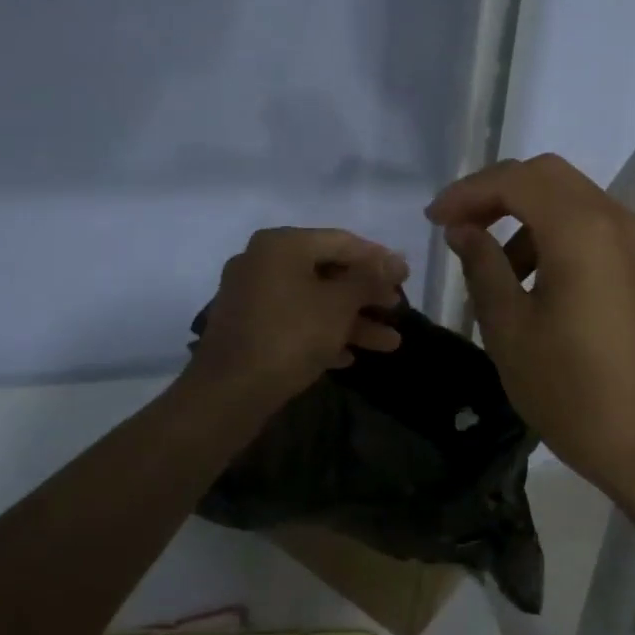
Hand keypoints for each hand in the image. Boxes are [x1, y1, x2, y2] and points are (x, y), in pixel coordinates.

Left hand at [188, 227, 408, 405]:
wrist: (228, 393)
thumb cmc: (290, 336)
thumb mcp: (339, 305)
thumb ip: (370, 279)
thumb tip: (397, 259)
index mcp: (282, 245)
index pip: (342, 241)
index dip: (378, 259)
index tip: (406, 277)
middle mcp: (263, 262)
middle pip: (328, 272)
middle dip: (366, 296)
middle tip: (398, 310)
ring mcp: (253, 296)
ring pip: (314, 301)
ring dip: (352, 321)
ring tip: (390, 344)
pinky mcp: (248, 328)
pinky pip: (294, 322)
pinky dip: (323, 335)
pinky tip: (349, 357)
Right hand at [427, 155, 634, 488]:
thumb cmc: (569, 389)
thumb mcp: (509, 328)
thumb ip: (482, 265)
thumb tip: (463, 229)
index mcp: (581, 230)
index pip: (516, 180)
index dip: (469, 192)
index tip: (435, 220)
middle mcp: (615, 220)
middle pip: (546, 175)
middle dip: (496, 192)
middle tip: (459, 226)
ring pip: (570, 197)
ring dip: (525, 214)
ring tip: (493, 264)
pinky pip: (590, 224)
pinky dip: (554, 232)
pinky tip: (532, 278)